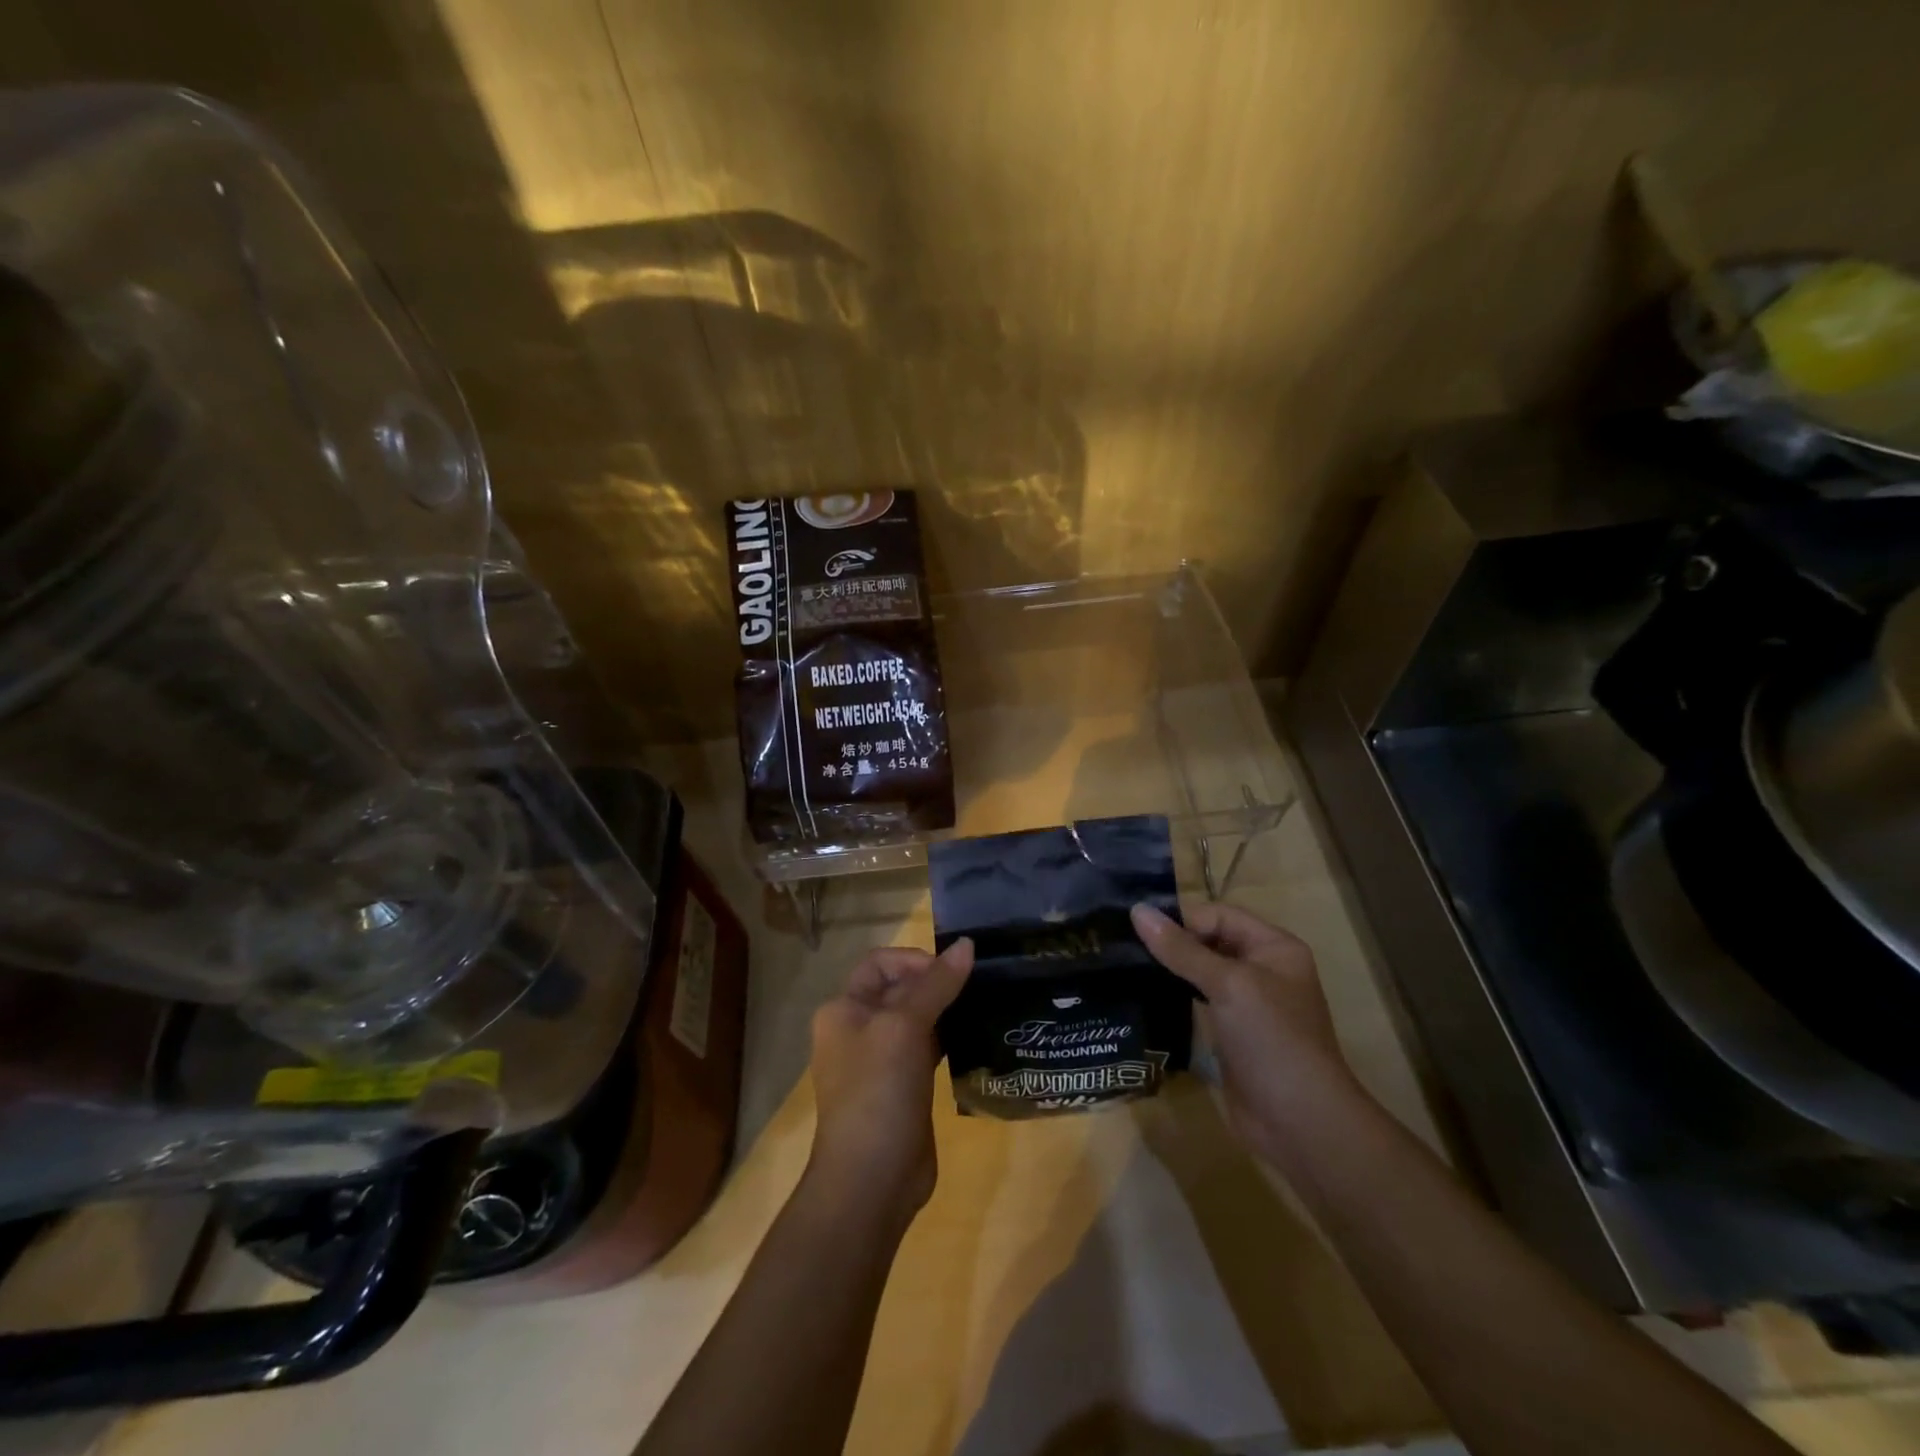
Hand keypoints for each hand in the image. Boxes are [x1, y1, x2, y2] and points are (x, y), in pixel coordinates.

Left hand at [806, 939, 972, 1215]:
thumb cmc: (878, 1091)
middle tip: (978, 986)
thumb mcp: (906, 1027)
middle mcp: (857, 1030)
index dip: (915, 960)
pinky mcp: (902, 1087)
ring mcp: (880, 1061)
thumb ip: (936, 984)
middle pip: (899, 989)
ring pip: (916, 1019)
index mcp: (844, 1009)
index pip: (880, 963)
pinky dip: (948, 1039)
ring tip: (982, 1006)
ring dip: (945, 1010)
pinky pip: (926, 1049)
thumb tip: (967, 944)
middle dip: (935, 983)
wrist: (871, 1180)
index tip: (952, 971)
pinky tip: (975, 1039)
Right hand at [1130, 902, 1359, 1162]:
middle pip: (1209, 941)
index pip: (1218, 915)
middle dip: (1171, 942)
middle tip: (1124, 946)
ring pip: (1200, 972)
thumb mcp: (1228, 985)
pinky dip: (1174, 996)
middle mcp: (1262, 969)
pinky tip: (1145, 996)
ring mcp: (1247, 1004)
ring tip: (1126, 966)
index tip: (1138, 931)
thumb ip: (1181, 949)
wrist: (1300, 1123)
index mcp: (1274, 947)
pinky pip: (1197, 1002)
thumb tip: (1137, 910)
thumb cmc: (1272, 1040)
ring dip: (1169, 969)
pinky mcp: (1231, 1034)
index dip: (1182, 920)